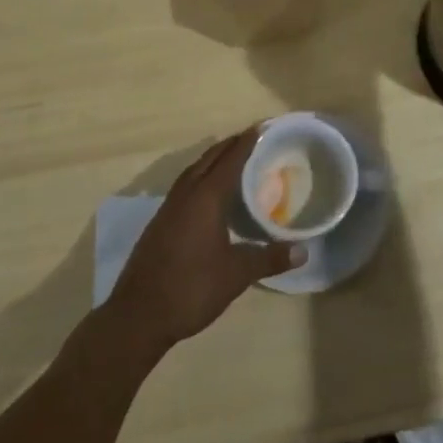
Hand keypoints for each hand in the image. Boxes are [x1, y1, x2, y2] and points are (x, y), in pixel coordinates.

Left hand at [106, 129, 304, 357]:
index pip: (231, 158)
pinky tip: (209, 193)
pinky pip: (185, 185)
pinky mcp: (160, 222)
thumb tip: (303, 251)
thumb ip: (269, 258)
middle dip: (231, 145)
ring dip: (213, 160)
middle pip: (210, 158)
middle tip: (253, 139)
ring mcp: (169, 207)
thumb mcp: (236, 274)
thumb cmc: (191, 288)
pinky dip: (201, 177)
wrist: (138, 315)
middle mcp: (186, 193)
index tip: (263, 126)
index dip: (248, 141)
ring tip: (233, 159)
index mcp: (206, 196)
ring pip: (194, 170)